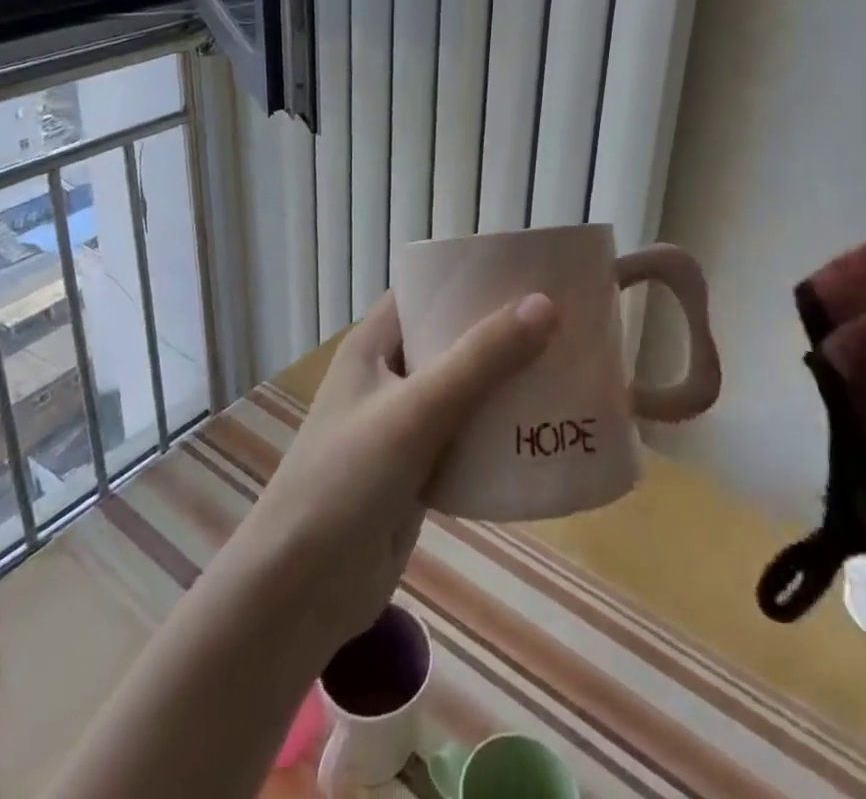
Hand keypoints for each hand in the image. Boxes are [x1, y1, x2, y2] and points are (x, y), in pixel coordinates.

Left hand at [235, 289, 560, 644]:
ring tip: (564, 369)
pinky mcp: (416, 471)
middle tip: (561, 323)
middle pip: (450, 340)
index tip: (527, 273)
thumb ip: (481, 359)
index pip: (425, 293)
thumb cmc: (347, 480)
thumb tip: (546, 303)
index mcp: (373, 346)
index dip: (470, 280)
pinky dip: (497, 432)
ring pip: (462, 391)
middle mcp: (387, 377)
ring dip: (504, 384)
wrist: (301, 593)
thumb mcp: (416, 410)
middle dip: (500, 334)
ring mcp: (401, 426)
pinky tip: (541, 431)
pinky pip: (465, 438)